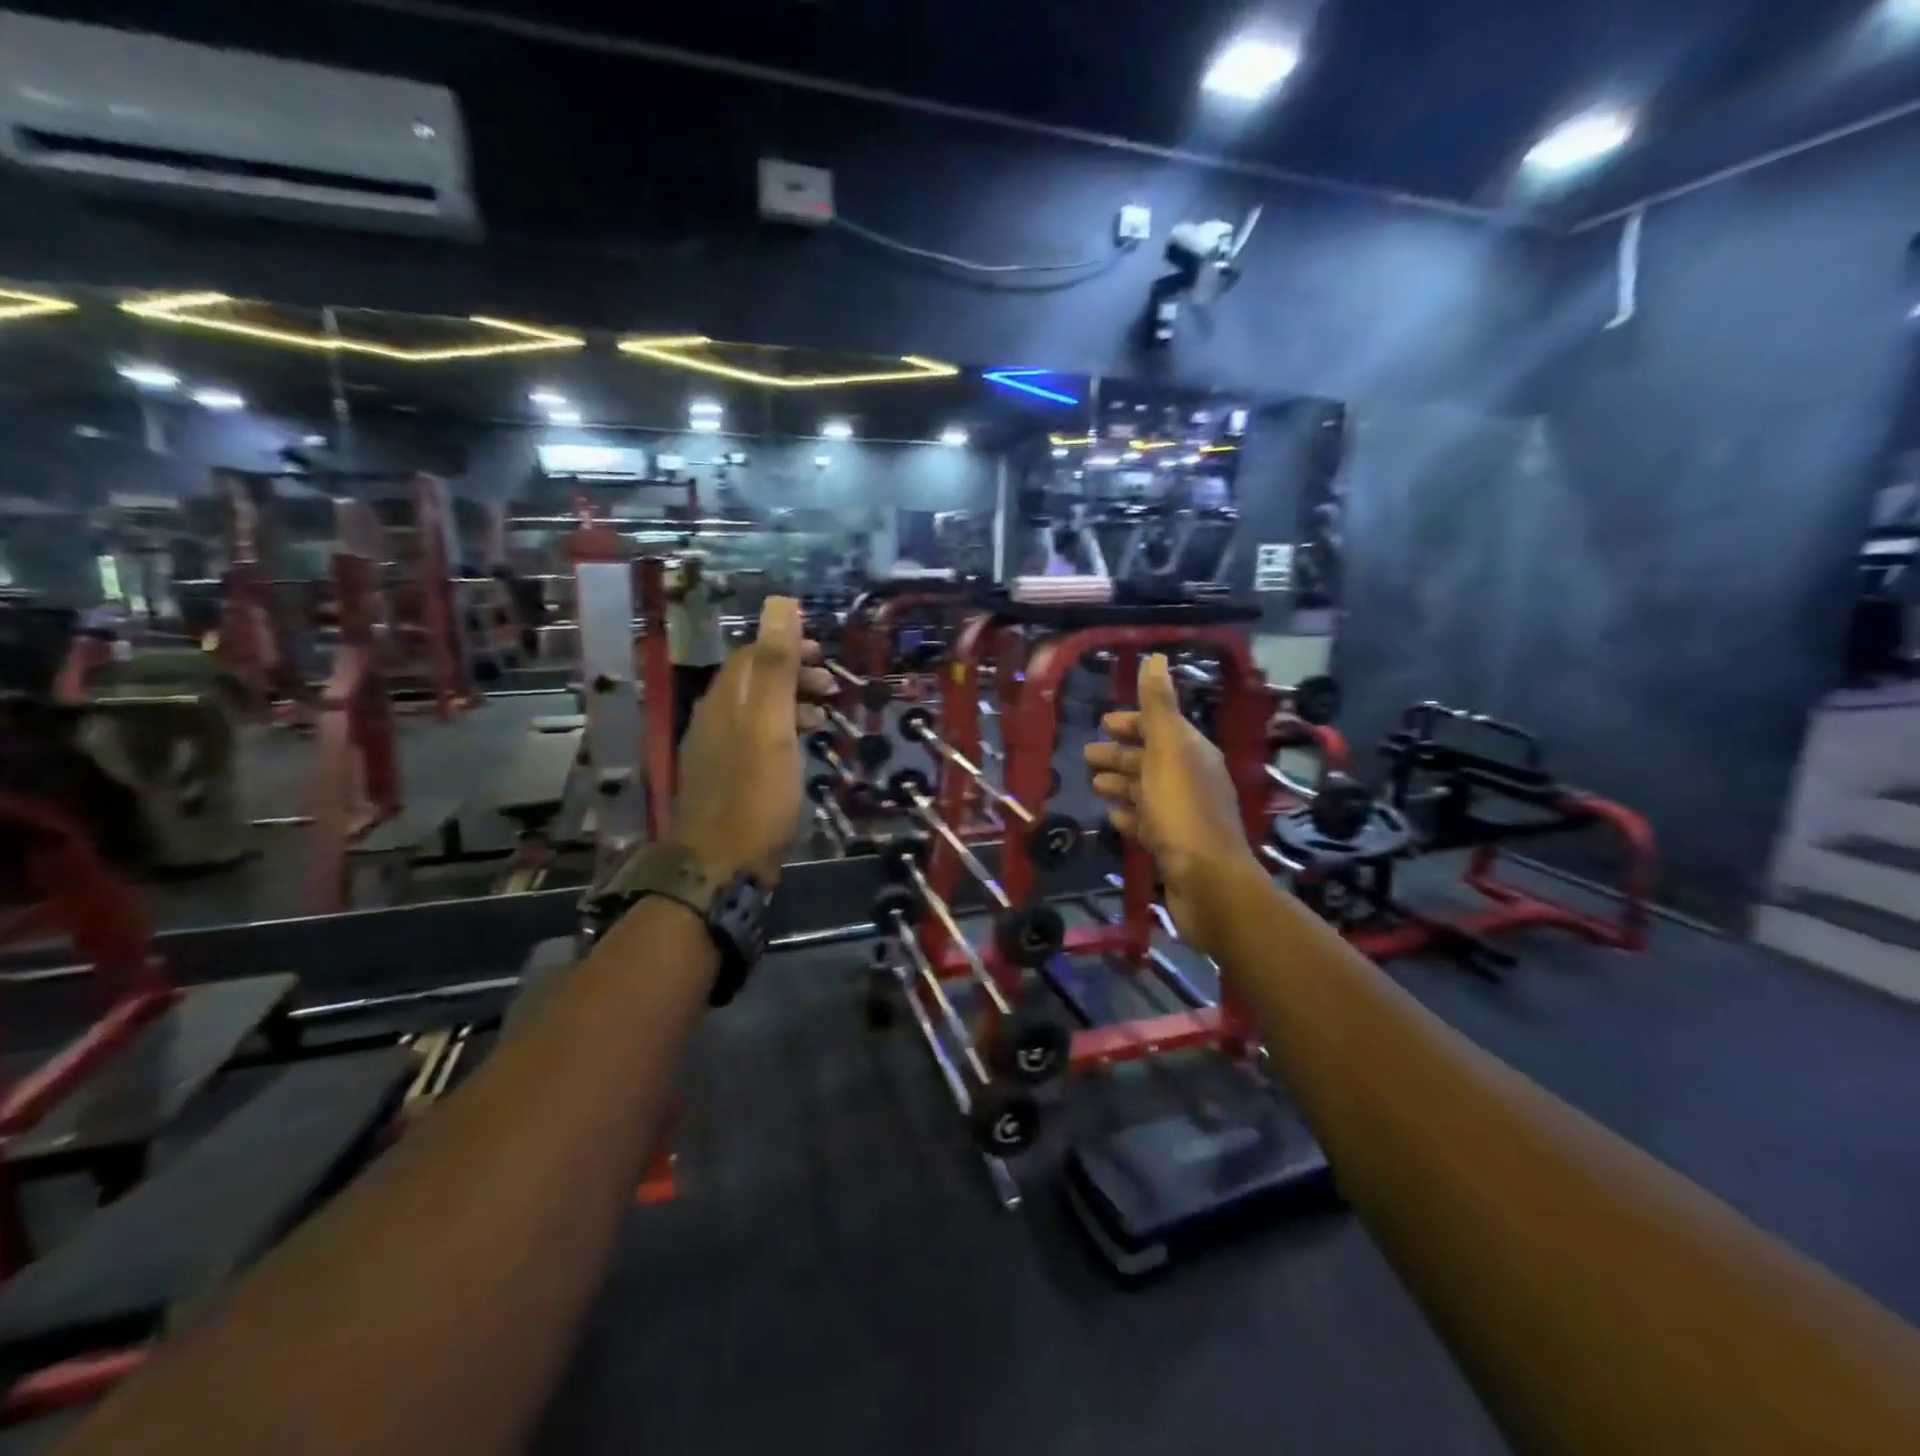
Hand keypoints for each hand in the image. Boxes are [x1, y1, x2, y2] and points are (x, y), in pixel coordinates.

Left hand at [671, 597, 831, 883]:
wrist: (721, 867)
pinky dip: (782, 735)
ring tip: (825, 718)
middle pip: (754, 684)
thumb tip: (780, 603)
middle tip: (832, 687)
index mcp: (724, 702)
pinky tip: (800, 753)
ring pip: (756, 715)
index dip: (786, 647)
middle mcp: (714, 721)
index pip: (751, 656)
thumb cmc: (754, 794)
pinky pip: (756, 743)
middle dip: (793, 676)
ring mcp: (716, 754)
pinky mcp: (726, 783)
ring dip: (791, 707)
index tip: (824, 654)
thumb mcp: (771, 724)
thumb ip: (777, 665)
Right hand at [1084, 654, 1263, 957]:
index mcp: (1192, 753)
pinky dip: (1129, 816)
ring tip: (1092, 784)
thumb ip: (1159, 706)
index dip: (1132, 722)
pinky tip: (1112, 817)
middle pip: (1151, 760)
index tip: (1103, 721)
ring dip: (1120, 784)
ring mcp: (1183, 816)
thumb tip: (1156, 657)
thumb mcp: (1168, 750)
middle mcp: (1191, 780)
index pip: (1160, 727)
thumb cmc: (1183, 810)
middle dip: (1120, 754)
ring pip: (1146, 792)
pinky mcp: (1174, 847)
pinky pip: (1147, 824)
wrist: (1209, 882)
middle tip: (1086, 755)